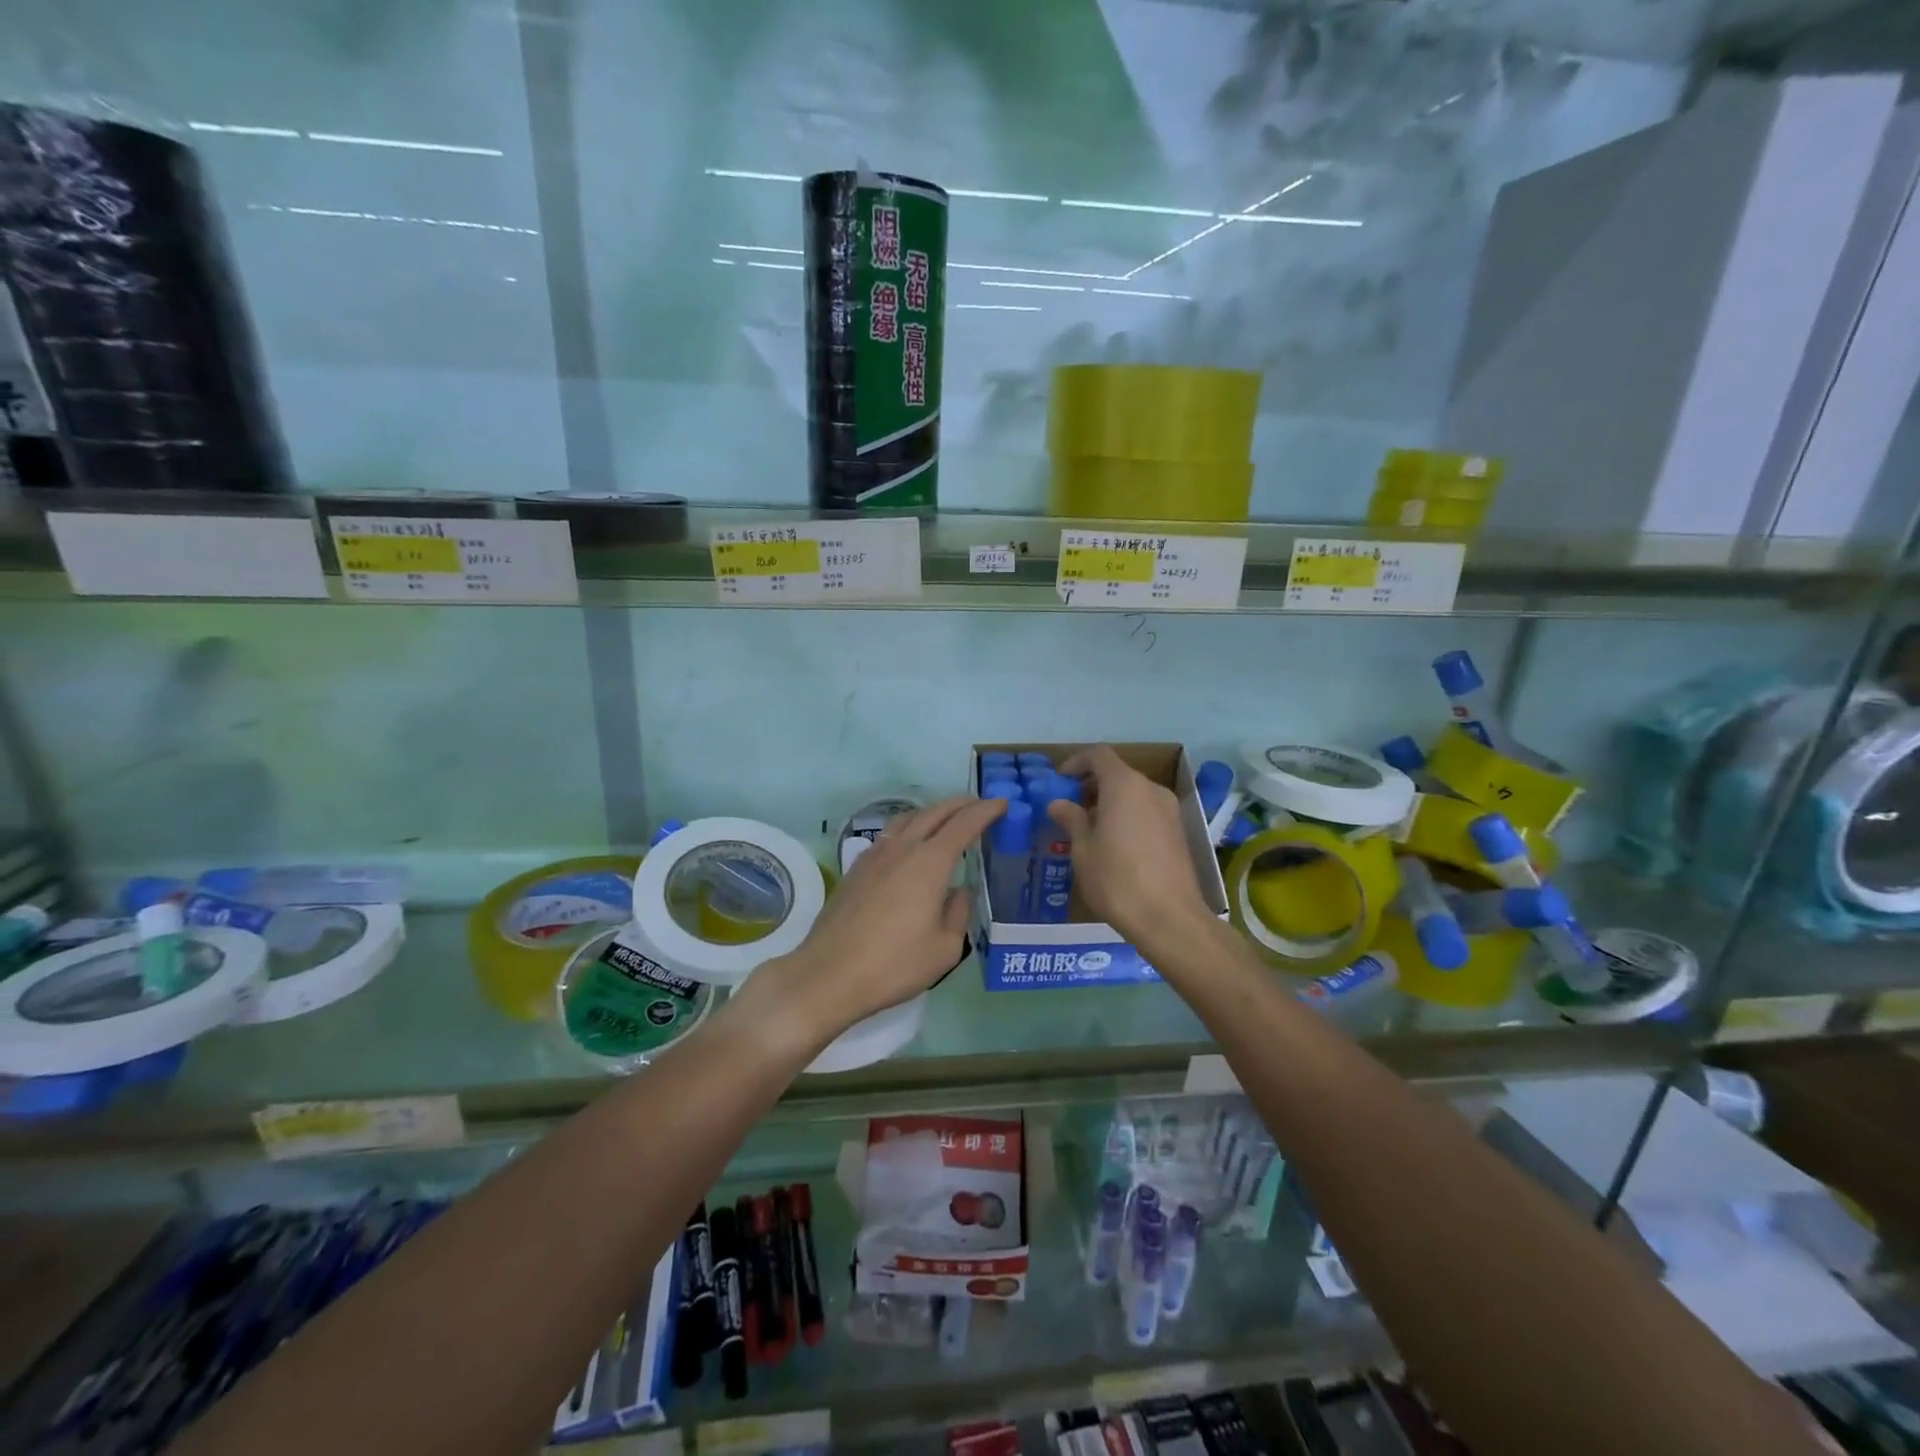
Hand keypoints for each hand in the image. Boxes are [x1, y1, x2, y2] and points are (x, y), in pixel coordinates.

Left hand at [734, 795, 1004, 1054]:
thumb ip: (958, 913)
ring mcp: (874, 856)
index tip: (1002, 803)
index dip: (985, 811)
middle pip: (934, 813)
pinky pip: (888, 835)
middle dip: (960, 804)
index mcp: (930, 863)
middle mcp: (902, 849)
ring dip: (931, 812)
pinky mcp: (855, 869)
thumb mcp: (944, 949)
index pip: (964, 824)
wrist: (828, 975)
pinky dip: (908, 828)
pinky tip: (909, 845)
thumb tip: (960, 892)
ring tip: (945, 818)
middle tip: (978, 804)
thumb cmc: (894, 965)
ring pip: (907, 819)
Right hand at [1050, 745, 1214, 948]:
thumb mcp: (1083, 850)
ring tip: (1090, 832)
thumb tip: (1059, 803)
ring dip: (1110, 803)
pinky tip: (1115, 847)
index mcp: (1124, 785)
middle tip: (1071, 810)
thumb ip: (1071, 819)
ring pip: (1134, 794)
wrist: (1170, 919)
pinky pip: (1147, 811)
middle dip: (1092, 786)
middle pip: (1117, 773)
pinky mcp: (1179, 831)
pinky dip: (1128, 817)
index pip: (1098, 755)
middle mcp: (1150, 789)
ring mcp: (1169, 810)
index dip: (1076, 762)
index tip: (1060, 781)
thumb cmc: (1117, 880)